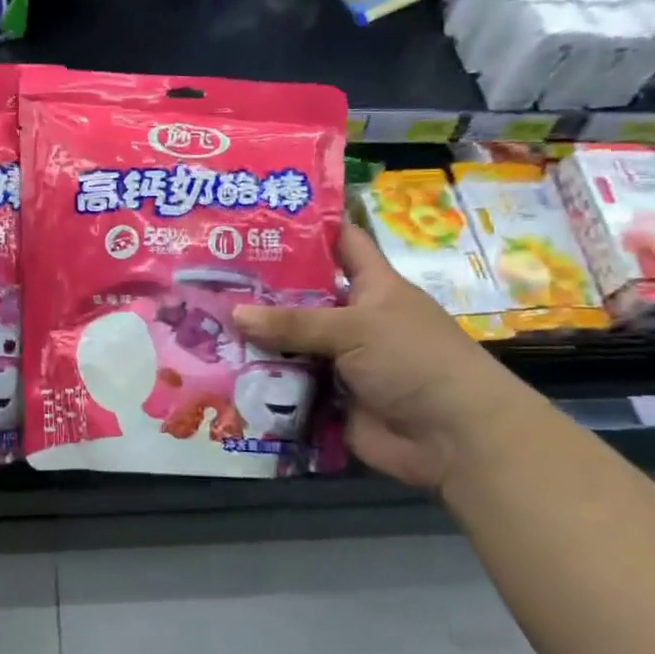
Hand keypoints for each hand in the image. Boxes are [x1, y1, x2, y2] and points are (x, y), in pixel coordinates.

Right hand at [233, 223, 532, 492]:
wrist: (452, 438)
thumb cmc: (414, 360)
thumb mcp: (355, 328)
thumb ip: (294, 322)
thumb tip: (234, 313)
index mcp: (371, 287)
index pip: (341, 242)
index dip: (308, 227)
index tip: (261, 215)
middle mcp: (353, 319)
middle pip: (302, 297)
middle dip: (262, 289)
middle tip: (210, 275)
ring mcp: (339, 361)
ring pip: (289, 344)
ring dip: (255, 340)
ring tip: (201, 322)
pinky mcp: (328, 399)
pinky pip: (287, 386)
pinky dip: (261, 382)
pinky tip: (219, 370)